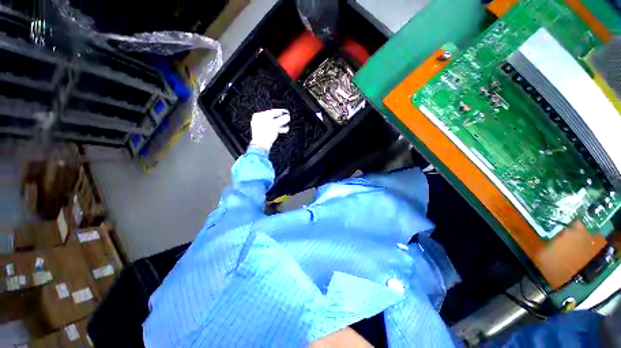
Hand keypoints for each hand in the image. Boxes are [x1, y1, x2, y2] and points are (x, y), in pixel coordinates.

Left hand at [249, 109, 289, 151]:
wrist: (261, 145)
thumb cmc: (265, 134)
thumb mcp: (276, 125)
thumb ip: (283, 119)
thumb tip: (287, 116)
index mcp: (259, 115)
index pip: (272, 111)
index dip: (281, 112)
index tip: (287, 112)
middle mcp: (259, 120)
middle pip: (273, 118)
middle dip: (282, 119)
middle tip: (288, 119)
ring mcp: (261, 127)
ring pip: (273, 124)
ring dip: (281, 125)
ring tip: (287, 126)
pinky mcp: (263, 133)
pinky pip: (272, 129)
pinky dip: (278, 129)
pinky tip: (284, 130)